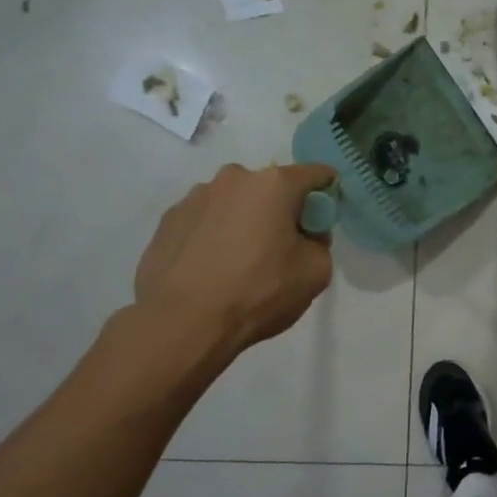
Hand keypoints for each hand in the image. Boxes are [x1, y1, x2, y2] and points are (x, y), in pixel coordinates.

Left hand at [134, 162, 337, 352]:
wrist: (183, 322)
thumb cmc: (258, 292)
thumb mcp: (316, 273)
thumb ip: (320, 243)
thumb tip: (305, 235)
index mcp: (274, 185)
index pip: (315, 174)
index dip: (328, 190)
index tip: (326, 213)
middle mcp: (233, 179)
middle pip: (270, 188)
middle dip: (281, 209)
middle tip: (282, 246)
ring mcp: (195, 197)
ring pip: (234, 203)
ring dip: (244, 221)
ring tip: (240, 261)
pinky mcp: (168, 220)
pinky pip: (205, 221)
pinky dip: (214, 235)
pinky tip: (213, 268)